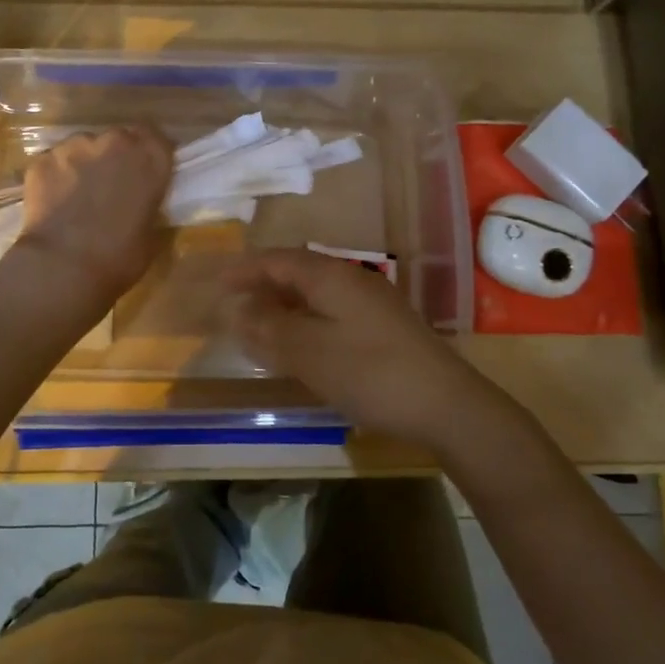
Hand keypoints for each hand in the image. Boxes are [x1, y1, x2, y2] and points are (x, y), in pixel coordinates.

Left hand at [12, 126, 171, 308]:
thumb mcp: (151, 233)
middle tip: (110, 186)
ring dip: (84, 164)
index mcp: (150, 158)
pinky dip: (56, 176)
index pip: (156, 139)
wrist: (63, 267)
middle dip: (115, 156)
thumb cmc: (119, 257)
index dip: (148, 154)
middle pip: (118, 138)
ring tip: (77, 195)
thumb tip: (140, 203)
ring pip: (83, 147)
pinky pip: (54, 162)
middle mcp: (115, 141)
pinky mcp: (42, 158)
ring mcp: (75, 146)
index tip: (143, 172)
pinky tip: (53, 202)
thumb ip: (148, 205)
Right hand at [224, 249, 484, 449]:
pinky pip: (332, 310)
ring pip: (316, 292)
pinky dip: (306, 319)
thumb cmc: (370, 373)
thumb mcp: (310, 352)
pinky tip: (301, 343)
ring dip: (285, 303)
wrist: (446, 403)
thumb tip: (237, 308)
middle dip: (263, 284)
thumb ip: (270, 328)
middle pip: (297, 271)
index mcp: (330, 276)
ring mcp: (372, 302)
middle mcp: (351, 279)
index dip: (245, 268)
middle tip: (233, 303)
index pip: (278, 259)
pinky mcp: (384, 325)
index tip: (218, 281)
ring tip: (259, 322)